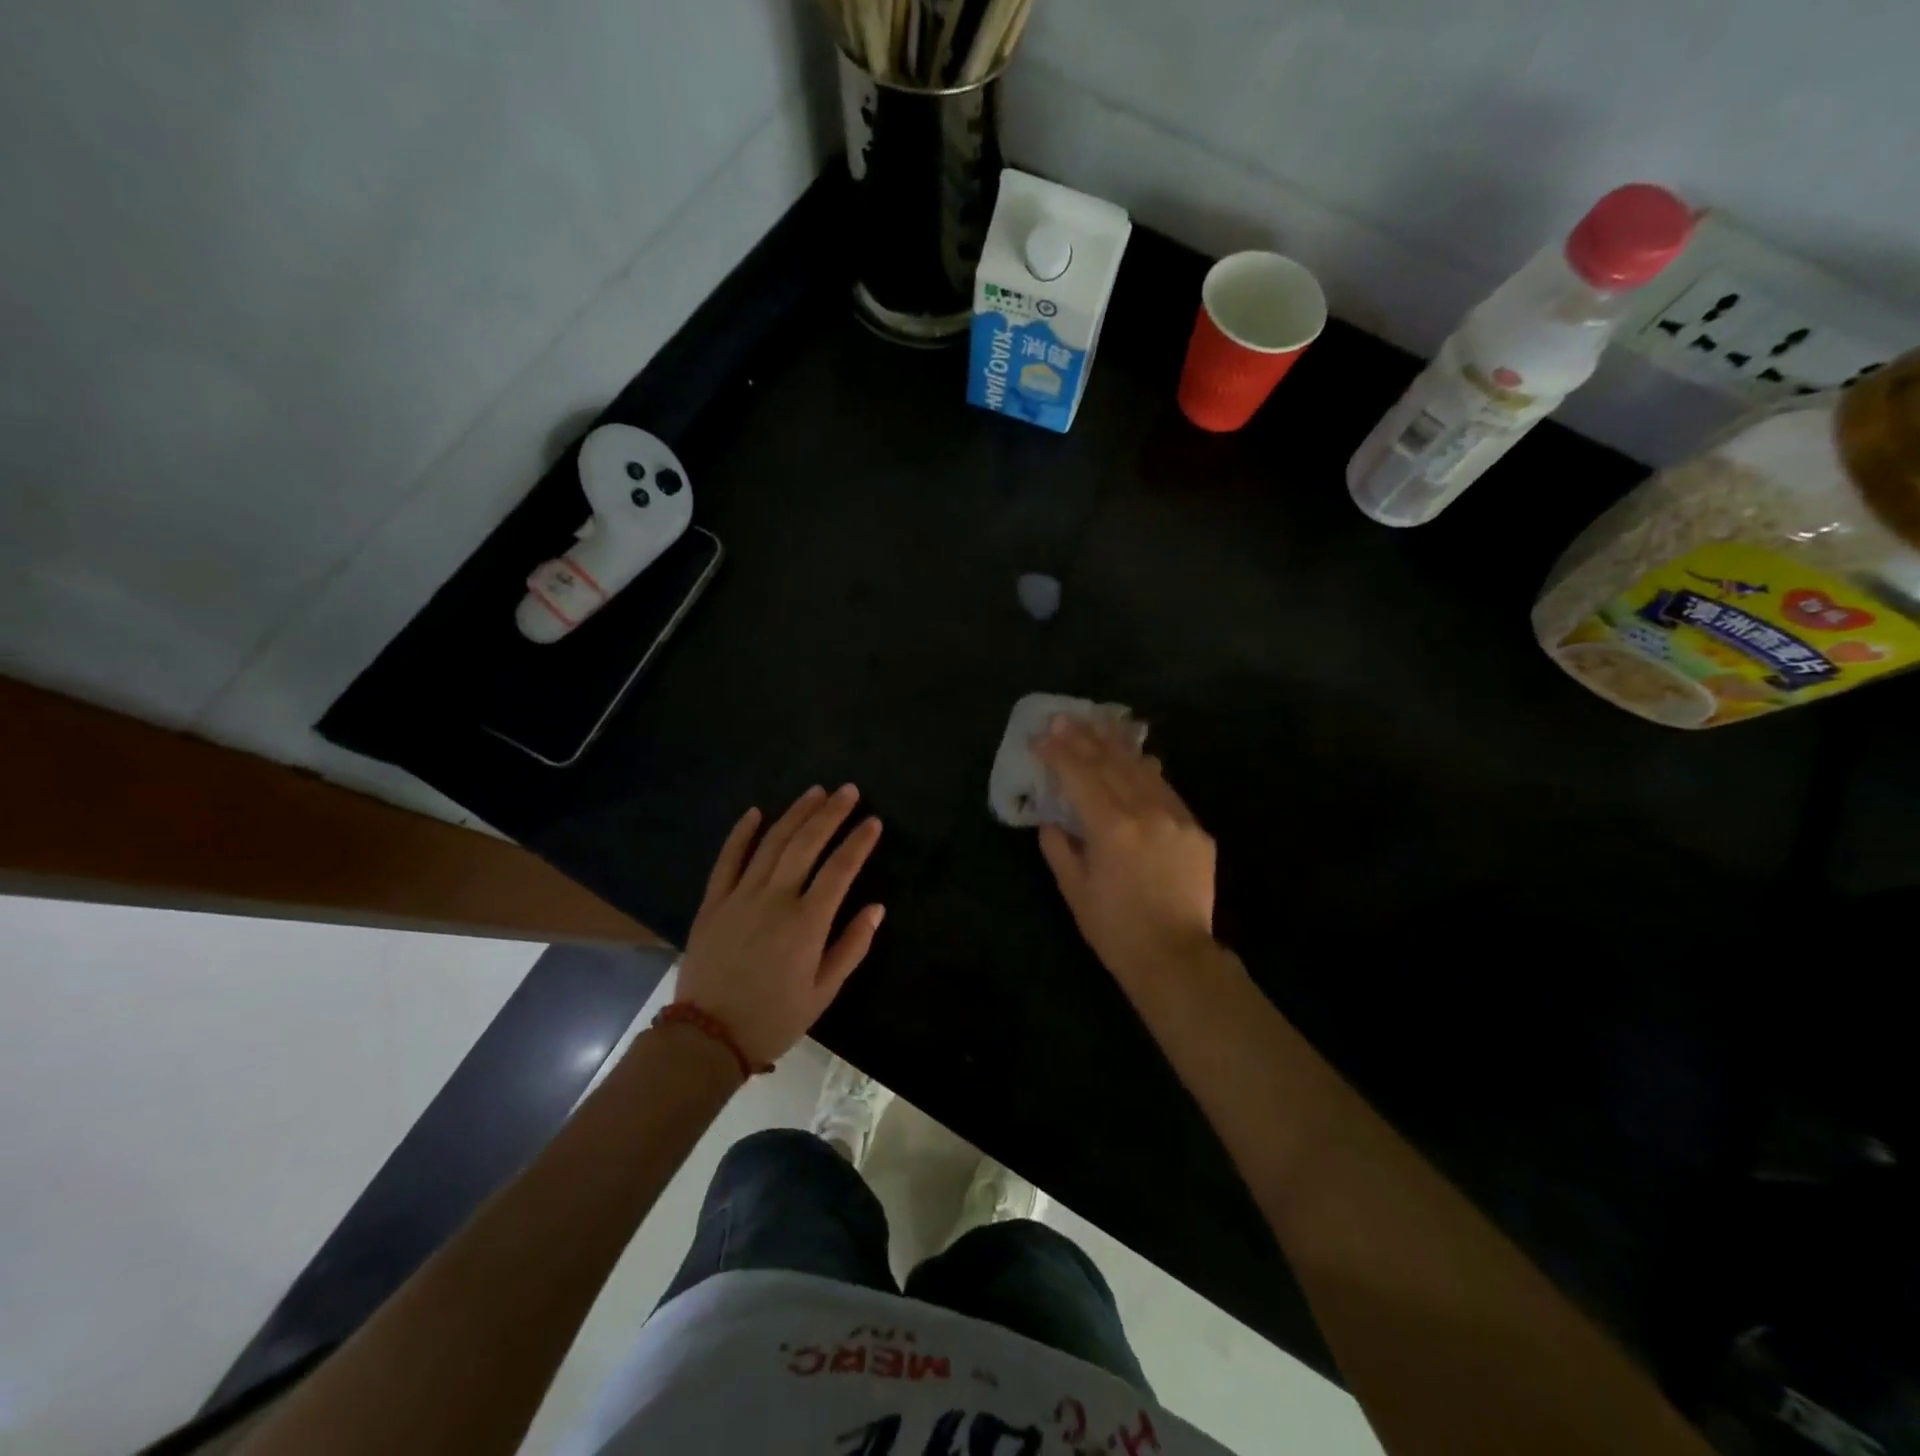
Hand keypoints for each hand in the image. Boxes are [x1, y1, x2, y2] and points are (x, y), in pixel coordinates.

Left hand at [674, 784, 884, 1065]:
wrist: (707, 1037)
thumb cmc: (773, 1018)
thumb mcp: (823, 992)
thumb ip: (852, 946)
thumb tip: (876, 908)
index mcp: (806, 922)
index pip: (840, 869)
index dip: (859, 842)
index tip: (873, 821)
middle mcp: (775, 899)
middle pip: (807, 844)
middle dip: (830, 814)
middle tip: (848, 790)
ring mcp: (740, 896)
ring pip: (772, 843)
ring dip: (795, 814)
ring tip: (815, 792)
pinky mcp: (713, 902)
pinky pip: (727, 859)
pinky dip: (741, 833)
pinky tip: (755, 812)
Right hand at [1034, 717, 1217, 990]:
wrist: (1176, 957)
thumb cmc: (1115, 929)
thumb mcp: (1075, 890)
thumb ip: (1059, 848)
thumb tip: (1050, 820)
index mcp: (1111, 827)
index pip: (1079, 776)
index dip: (1058, 753)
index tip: (1041, 736)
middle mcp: (1146, 812)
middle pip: (1111, 763)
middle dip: (1084, 737)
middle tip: (1065, 717)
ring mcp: (1176, 818)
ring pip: (1143, 770)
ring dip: (1118, 745)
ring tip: (1100, 722)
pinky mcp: (1196, 830)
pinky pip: (1167, 791)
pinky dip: (1148, 772)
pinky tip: (1140, 759)